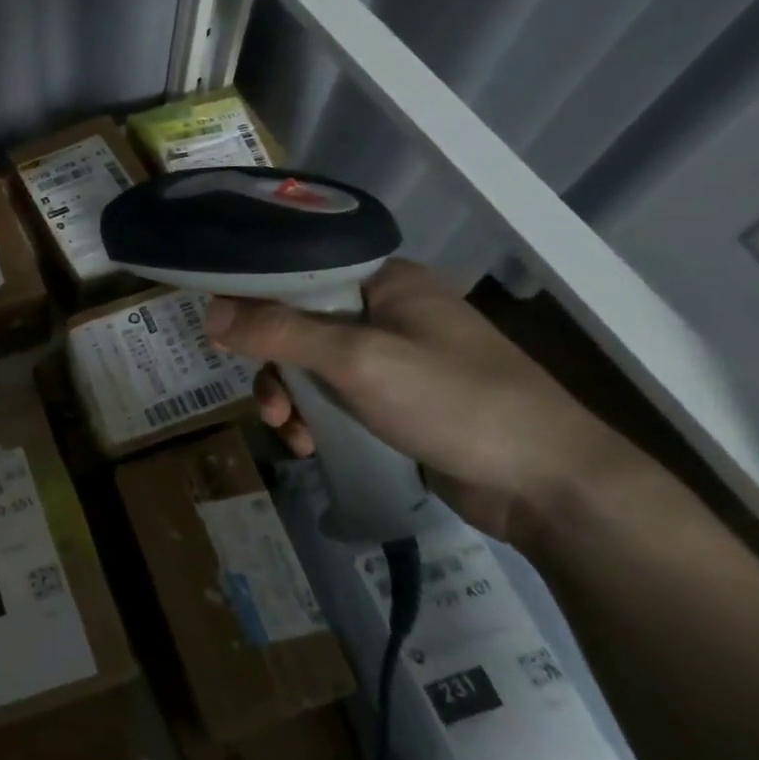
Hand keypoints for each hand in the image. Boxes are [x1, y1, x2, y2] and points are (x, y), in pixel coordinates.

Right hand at [204, 260, 639, 544]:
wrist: (550, 485)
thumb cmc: (455, 401)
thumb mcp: (357, 360)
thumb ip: (279, 332)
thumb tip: (208, 312)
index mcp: (385, 282)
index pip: (299, 273)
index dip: (254, 299)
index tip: (221, 333)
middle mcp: (386, 313)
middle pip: (298, 326)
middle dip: (275, 368)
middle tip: (271, 405)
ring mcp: (393, 359)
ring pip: (311, 367)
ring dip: (291, 399)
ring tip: (290, 433)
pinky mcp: (396, 402)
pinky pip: (334, 399)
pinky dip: (315, 420)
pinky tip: (311, 446)